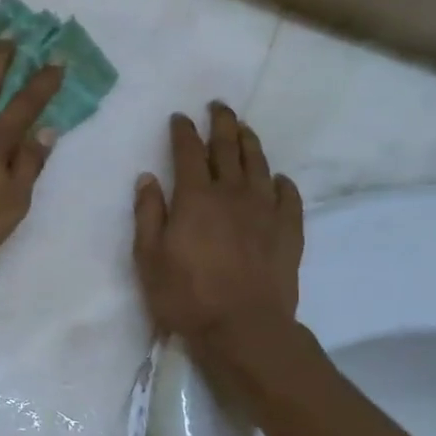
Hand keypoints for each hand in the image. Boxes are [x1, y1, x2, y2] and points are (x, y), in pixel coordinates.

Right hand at [132, 102, 303, 350]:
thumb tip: (147, 178)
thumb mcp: (148, 257)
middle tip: (218, 106)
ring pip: (258, 165)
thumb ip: (148, 214)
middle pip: (227, 148)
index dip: (183, 132)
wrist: (244, 329)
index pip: (187, 153)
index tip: (180, 117)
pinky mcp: (288, 231)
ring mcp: (265, 211)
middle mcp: (232, 194)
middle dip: (221, 124)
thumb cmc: (186, 295)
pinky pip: (288, 197)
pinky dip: (281, 182)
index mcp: (195, 198)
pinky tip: (278, 178)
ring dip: (250, 143)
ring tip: (244, 129)